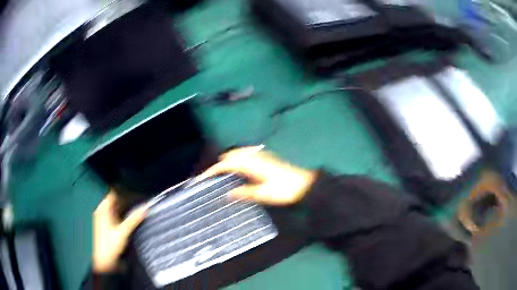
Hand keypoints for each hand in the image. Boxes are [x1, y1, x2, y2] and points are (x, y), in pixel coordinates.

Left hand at [93, 192, 146, 272]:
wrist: (104, 260)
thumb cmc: (110, 245)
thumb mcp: (123, 232)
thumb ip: (133, 219)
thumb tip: (145, 208)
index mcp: (103, 209)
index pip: (113, 194)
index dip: (124, 191)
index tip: (135, 188)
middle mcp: (102, 211)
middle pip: (115, 200)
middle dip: (126, 199)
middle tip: (140, 197)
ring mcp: (103, 218)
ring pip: (116, 207)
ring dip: (125, 206)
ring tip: (138, 204)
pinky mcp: (106, 224)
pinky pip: (115, 214)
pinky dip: (123, 213)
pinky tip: (131, 215)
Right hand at [199, 146, 316, 204]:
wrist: (305, 184)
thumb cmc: (285, 190)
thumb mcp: (264, 194)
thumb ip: (245, 193)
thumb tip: (227, 194)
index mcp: (252, 164)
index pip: (227, 164)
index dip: (213, 170)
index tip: (203, 178)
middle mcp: (255, 156)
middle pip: (231, 156)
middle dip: (219, 165)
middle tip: (210, 178)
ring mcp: (261, 156)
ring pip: (238, 154)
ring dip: (228, 162)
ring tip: (220, 175)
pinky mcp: (266, 159)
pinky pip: (246, 156)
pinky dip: (237, 161)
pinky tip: (237, 170)